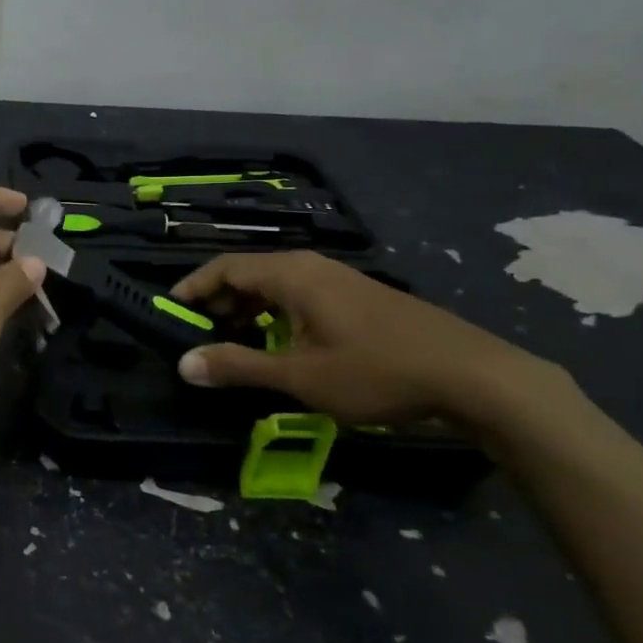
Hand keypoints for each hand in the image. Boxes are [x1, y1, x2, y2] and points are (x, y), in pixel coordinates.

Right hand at [169, 251, 560, 425]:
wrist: (474, 376)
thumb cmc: (377, 371)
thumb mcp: (300, 376)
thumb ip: (238, 366)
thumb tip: (184, 364)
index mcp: (292, 274)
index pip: (224, 268)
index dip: (192, 289)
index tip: (169, 313)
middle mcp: (312, 267)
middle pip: (248, 274)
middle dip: (218, 303)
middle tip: (199, 337)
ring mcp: (339, 280)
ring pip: (276, 286)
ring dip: (247, 311)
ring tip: (234, 345)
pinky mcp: (359, 298)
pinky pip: (300, 297)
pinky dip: (276, 316)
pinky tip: (282, 347)